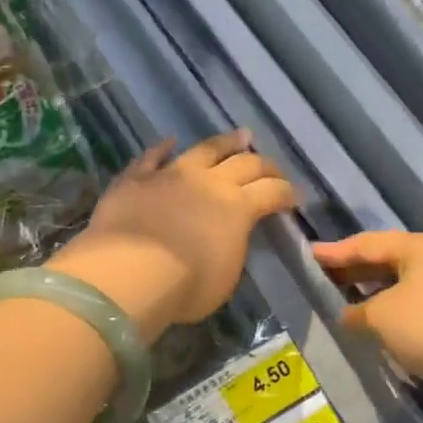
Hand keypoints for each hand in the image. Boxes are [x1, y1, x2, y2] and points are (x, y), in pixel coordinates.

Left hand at [47, 131, 294, 342]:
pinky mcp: (136, 178)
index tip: (294, 197)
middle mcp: (209, 182)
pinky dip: (162, 148)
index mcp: (238, 208)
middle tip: (273, 168)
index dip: (286, 193)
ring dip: (226, 142)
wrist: (128, 273)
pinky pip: (152, 157)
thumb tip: (227, 238)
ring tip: (240, 136)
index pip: (272, 192)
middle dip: (265, 165)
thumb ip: (231, 249)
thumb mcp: (224, 277)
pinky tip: (169, 142)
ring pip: (205, 149)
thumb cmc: (185, 286)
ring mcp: (171, 174)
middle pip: (245, 163)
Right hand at [312, 230, 422, 399]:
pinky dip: (398, 306)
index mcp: (419, 246)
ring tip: (349, 299)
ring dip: (378, 290)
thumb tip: (349, 313)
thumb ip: (358, 311)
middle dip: (357, 269)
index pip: (367, 243)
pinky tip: (385, 321)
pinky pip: (422, 300)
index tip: (309, 254)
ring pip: (407, 281)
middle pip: (389, 258)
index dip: (335, 251)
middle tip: (325, 276)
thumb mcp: (383, 318)